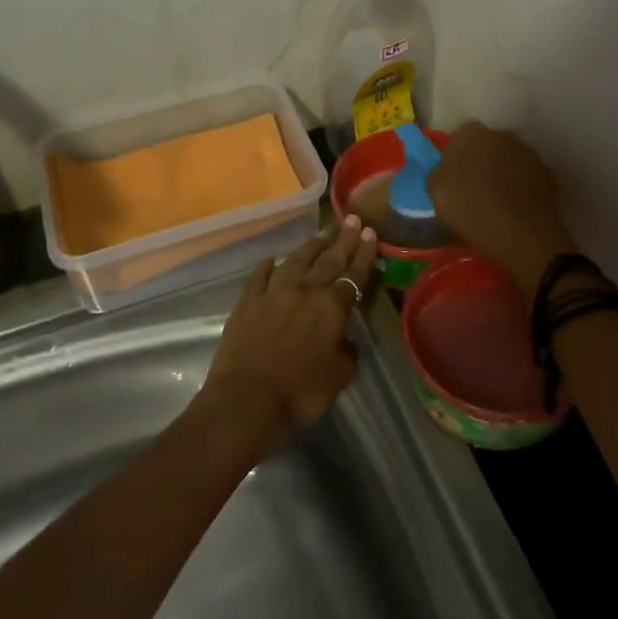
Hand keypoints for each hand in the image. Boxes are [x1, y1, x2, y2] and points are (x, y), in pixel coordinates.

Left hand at [201, 217, 378, 455]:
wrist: (247, 399)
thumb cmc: (300, 392)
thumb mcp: (339, 376)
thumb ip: (347, 352)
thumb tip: (345, 339)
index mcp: (331, 307)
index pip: (353, 274)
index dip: (363, 253)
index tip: (370, 232)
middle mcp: (304, 291)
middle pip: (328, 259)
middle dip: (342, 239)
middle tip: (352, 219)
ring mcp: (273, 293)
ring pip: (296, 260)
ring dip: (311, 245)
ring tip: (322, 232)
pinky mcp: (247, 302)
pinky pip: (259, 276)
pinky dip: (267, 265)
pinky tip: (272, 257)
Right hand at [426, 122, 578, 292]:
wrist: (520, 233)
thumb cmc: (470, 209)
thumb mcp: (435, 191)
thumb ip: (439, 172)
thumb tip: (446, 170)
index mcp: (471, 134)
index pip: (459, 138)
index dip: (455, 158)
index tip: (453, 179)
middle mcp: (502, 135)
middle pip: (486, 145)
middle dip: (480, 161)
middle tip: (473, 188)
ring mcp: (528, 153)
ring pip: (508, 160)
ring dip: (502, 173)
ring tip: (496, 201)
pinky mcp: (547, 173)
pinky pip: (526, 177)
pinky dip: (520, 187)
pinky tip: (514, 208)